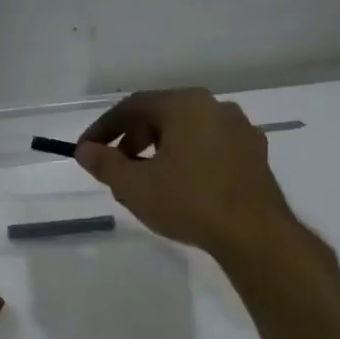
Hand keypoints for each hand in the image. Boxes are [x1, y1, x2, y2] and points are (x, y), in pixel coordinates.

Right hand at [75, 89, 305, 260]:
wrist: (253, 233)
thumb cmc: (188, 202)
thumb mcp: (134, 186)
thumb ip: (105, 164)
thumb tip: (85, 150)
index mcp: (185, 105)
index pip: (132, 107)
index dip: (103, 128)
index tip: (86, 150)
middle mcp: (215, 107)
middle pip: (162, 116)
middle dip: (131, 141)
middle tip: (115, 169)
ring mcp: (240, 130)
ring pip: (187, 133)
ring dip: (159, 151)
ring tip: (146, 182)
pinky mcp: (254, 155)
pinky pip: (209, 148)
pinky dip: (187, 160)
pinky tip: (181, 188)